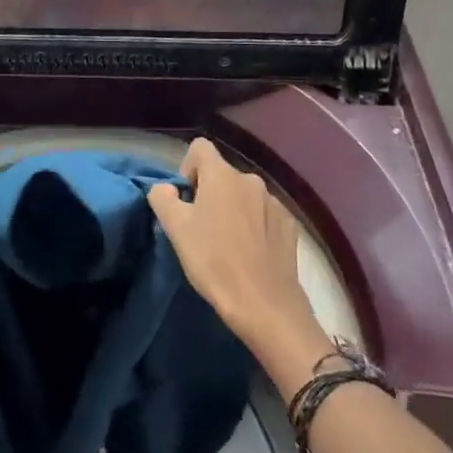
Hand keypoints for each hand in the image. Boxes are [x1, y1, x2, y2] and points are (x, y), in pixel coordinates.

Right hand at [148, 139, 329, 372]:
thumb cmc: (214, 261)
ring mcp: (274, 201)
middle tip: (202, 229)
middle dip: (209, 194)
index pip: (199, 148)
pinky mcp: (290, 224)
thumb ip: (163, 198)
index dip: (187, 169)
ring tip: (228, 245)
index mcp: (222, 175)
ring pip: (243, 196)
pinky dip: (254, 225)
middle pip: (222, 174)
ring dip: (233, 210)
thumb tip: (166, 189)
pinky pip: (264, 214)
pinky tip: (251, 254)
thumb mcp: (176, 229)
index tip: (186, 201)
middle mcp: (250, 179)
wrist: (264, 304)